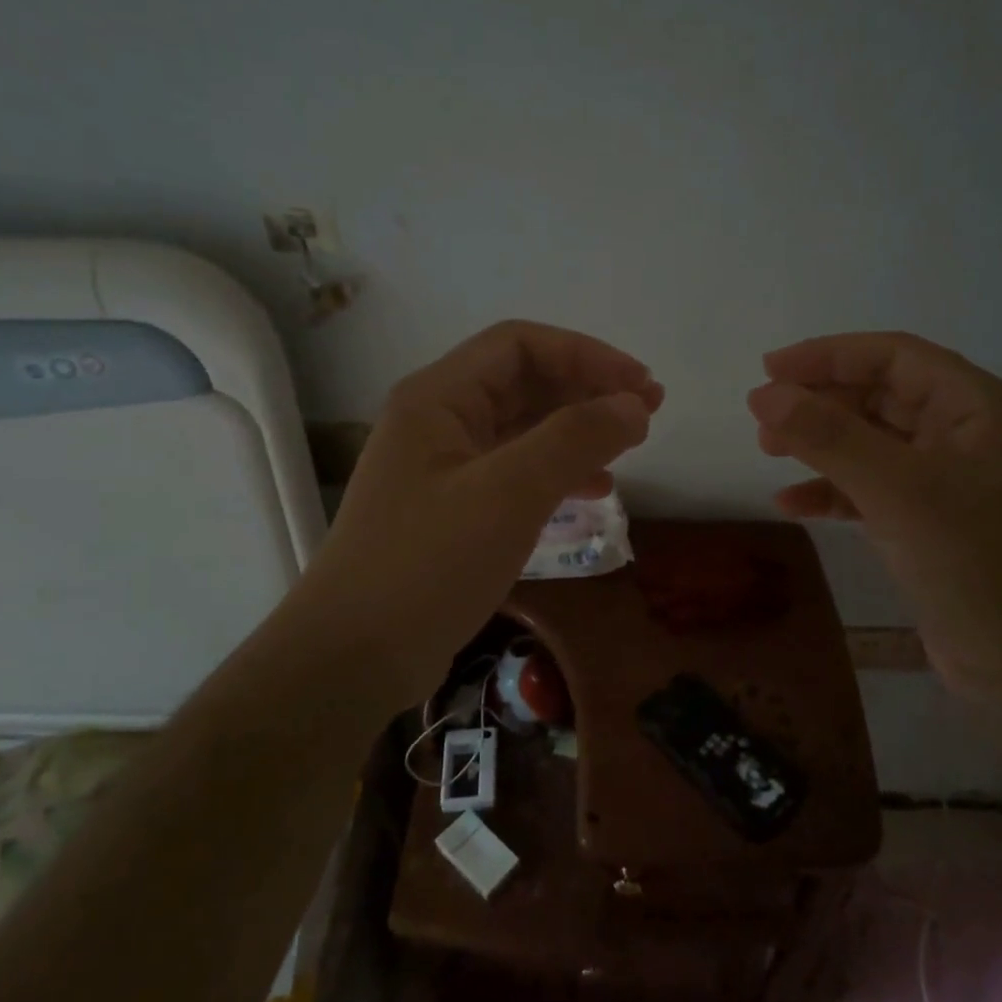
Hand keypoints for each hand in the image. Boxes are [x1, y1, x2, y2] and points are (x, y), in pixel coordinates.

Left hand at [300, 321, 662, 709]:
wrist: (353, 656)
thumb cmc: (429, 564)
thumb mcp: (509, 494)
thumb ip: (575, 439)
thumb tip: (633, 404)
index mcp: (438, 398)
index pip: (520, 345)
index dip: (586, 355)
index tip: (640, 386)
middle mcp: (437, 421)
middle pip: (522, 382)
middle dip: (587, 390)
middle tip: (648, 411)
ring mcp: (442, 467)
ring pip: (521, 429)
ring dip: (576, 431)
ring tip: (630, 447)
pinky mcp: (451, 509)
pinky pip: (513, 472)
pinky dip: (556, 473)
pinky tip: (592, 492)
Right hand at [747, 332, 1001, 697]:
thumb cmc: (979, 564)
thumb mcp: (899, 491)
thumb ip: (829, 437)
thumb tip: (763, 394)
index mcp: (978, 407)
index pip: (894, 356)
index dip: (828, 355)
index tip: (768, 370)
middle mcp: (968, 434)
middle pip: (881, 396)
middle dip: (820, 404)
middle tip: (764, 423)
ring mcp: (951, 482)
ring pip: (873, 444)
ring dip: (821, 446)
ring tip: (770, 455)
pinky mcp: (934, 525)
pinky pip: (874, 490)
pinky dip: (834, 492)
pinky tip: (793, 505)